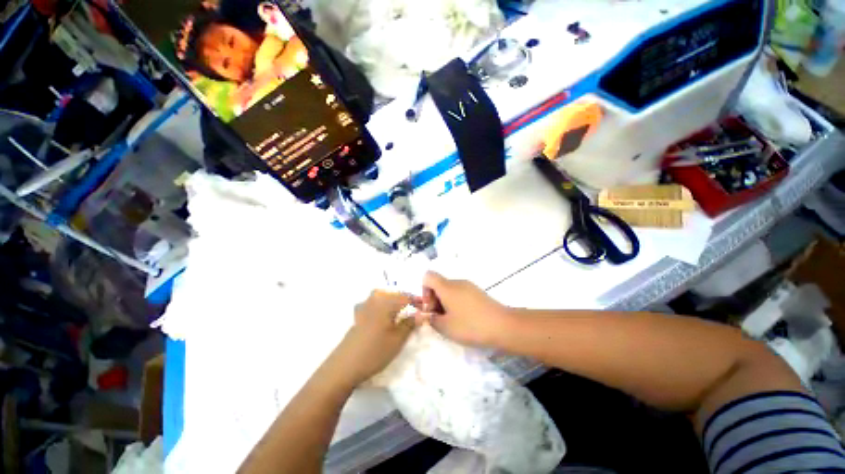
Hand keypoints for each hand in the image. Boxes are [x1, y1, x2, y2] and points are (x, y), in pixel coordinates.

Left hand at [332, 290, 414, 386]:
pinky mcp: (357, 316)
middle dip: (404, 298)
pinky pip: (372, 303)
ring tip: (399, 310)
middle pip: (392, 293)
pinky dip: (381, 305)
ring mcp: (364, 308)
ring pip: (381, 296)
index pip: (405, 297)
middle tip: (413, 308)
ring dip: (392, 300)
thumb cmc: (375, 351)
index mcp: (386, 303)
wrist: (344, 366)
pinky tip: (381, 315)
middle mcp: (374, 301)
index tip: (425, 308)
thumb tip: (421, 314)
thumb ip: (410, 324)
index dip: (417, 301)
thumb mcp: (397, 339)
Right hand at [420, 271, 510, 346]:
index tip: (431, 307)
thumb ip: (431, 320)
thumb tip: (426, 315)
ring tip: (452, 322)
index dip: (424, 290)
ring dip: (445, 303)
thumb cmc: (471, 325)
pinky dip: (456, 303)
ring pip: (449, 290)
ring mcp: (469, 286)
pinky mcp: (477, 292)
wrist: (503, 326)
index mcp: (447, 287)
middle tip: (440, 319)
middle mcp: (457, 282)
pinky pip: (460, 293)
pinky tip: (464, 319)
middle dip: (434, 300)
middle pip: (438, 284)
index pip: (428, 276)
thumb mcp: (446, 327)